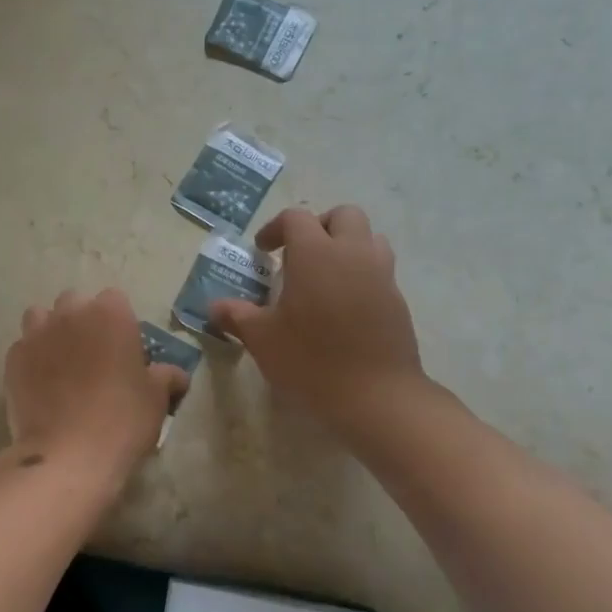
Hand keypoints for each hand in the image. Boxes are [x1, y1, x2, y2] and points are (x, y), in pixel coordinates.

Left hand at [1, 289, 188, 489]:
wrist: (68, 455)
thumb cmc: (122, 420)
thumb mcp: (157, 398)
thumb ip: (165, 376)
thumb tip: (174, 374)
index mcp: (110, 314)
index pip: (115, 299)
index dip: (119, 322)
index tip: (123, 348)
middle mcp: (70, 314)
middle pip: (74, 302)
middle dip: (82, 320)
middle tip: (93, 355)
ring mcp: (36, 334)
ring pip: (41, 318)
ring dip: (51, 331)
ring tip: (61, 362)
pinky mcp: (13, 359)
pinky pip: (23, 347)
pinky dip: (32, 358)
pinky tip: (40, 383)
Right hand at [209, 205, 437, 441]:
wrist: (376, 396)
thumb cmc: (310, 360)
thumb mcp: (262, 339)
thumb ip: (237, 316)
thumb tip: (214, 308)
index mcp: (315, 253)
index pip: (296, 218)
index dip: (275, 228)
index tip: (263, 251)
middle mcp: (352, 253)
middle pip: (343, 215)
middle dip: (319, 226)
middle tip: (299, 254)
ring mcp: (381, 275)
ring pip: (369, 238)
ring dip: (346, 246)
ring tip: (325, 276)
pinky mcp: (397, 300)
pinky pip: (380, 270)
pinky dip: (361, 274)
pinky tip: (343, 307)